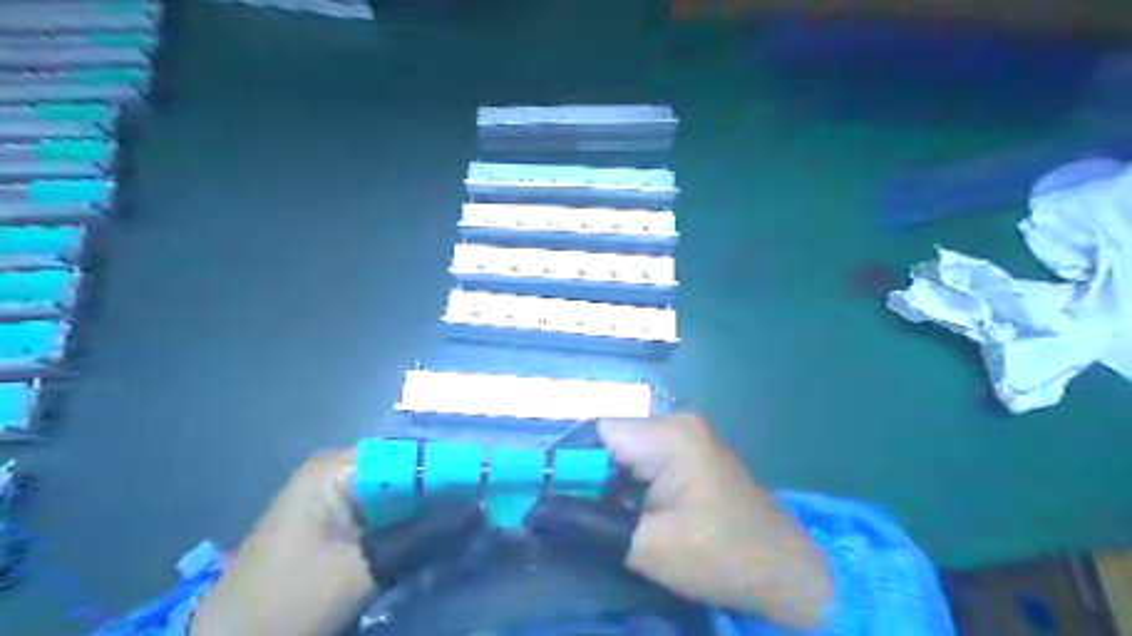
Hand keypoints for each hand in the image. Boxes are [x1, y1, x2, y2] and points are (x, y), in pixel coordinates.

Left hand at [188, 447, 480, 635]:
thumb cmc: (285, 604)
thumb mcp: (359, 569)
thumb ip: (422, 536)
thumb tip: (481, 510)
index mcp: (338, 469)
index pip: (411, 455)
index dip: (454, 466)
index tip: (494, 480)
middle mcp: (344, 477)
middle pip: (411, 477)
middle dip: (450, 495)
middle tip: (495, 506)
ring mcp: (344, 506)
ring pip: (407, 503)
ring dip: (439, 518)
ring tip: (483, 525)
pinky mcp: (347, 535)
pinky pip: (394, 526)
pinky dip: (421, 536)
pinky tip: (450, 546)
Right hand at [526, 414, 828, 628]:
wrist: (784, 570)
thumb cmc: (720, 556)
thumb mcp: (647, 546)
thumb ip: (590, 525)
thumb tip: (539, 513)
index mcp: (668, 435)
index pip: (598, 431)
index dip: (568, 460)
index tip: (549, 495)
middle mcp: (676, 423)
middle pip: (611, 437)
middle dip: (588, 474)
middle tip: (572, 512)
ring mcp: (687, 435)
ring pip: (626, 448)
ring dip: (609, 479)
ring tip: (598, 513)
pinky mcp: (691, 452)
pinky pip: (645, 457)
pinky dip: (629, 481)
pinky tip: (628, 509)